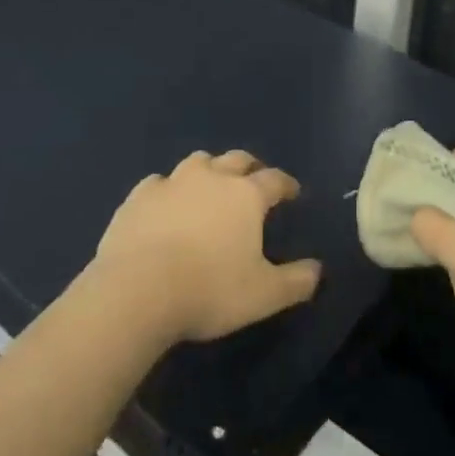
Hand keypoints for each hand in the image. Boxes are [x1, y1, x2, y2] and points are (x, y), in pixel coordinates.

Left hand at [94, 150, 322, 342]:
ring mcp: (172, 183)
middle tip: (253, 181)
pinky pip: (158, 183)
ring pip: (197, 162)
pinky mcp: (138, 197)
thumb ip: (296, 282)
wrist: (137, 291)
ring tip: (209, 187)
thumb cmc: (209, 290)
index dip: (286, 184)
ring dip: (209, 170)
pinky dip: (167, 190)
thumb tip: (318, 271)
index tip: (292, 192)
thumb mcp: (264, 295)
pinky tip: (165, 204)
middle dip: (249, 168)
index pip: (274, 180)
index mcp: (246, 195)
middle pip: (237, 160)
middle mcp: (212, 178)